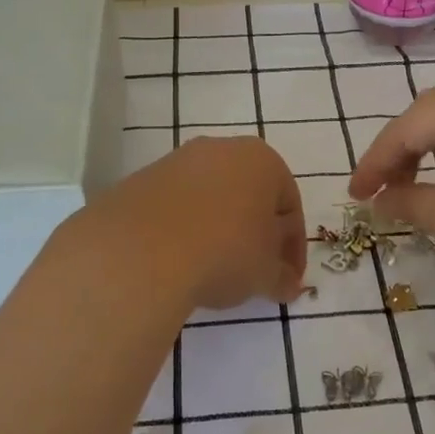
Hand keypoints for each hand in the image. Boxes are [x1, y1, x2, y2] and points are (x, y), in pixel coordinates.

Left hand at [87, 136, 306, 311]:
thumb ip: (282, 277)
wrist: (141, 251)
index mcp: (263, 160)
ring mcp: (177, 161)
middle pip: (249, 194)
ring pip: (211, 197)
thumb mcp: (265, 274)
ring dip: (219, 228)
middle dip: (256, 232)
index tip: (288, 278)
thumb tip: (288, 284)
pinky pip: (176, 206)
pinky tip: (181, 259)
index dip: (293, 247)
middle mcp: (222, 148)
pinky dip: (185, 229)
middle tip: (256, 270)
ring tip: (215, 268)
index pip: (290, 205)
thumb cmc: (224, 252)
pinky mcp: (143, 178)